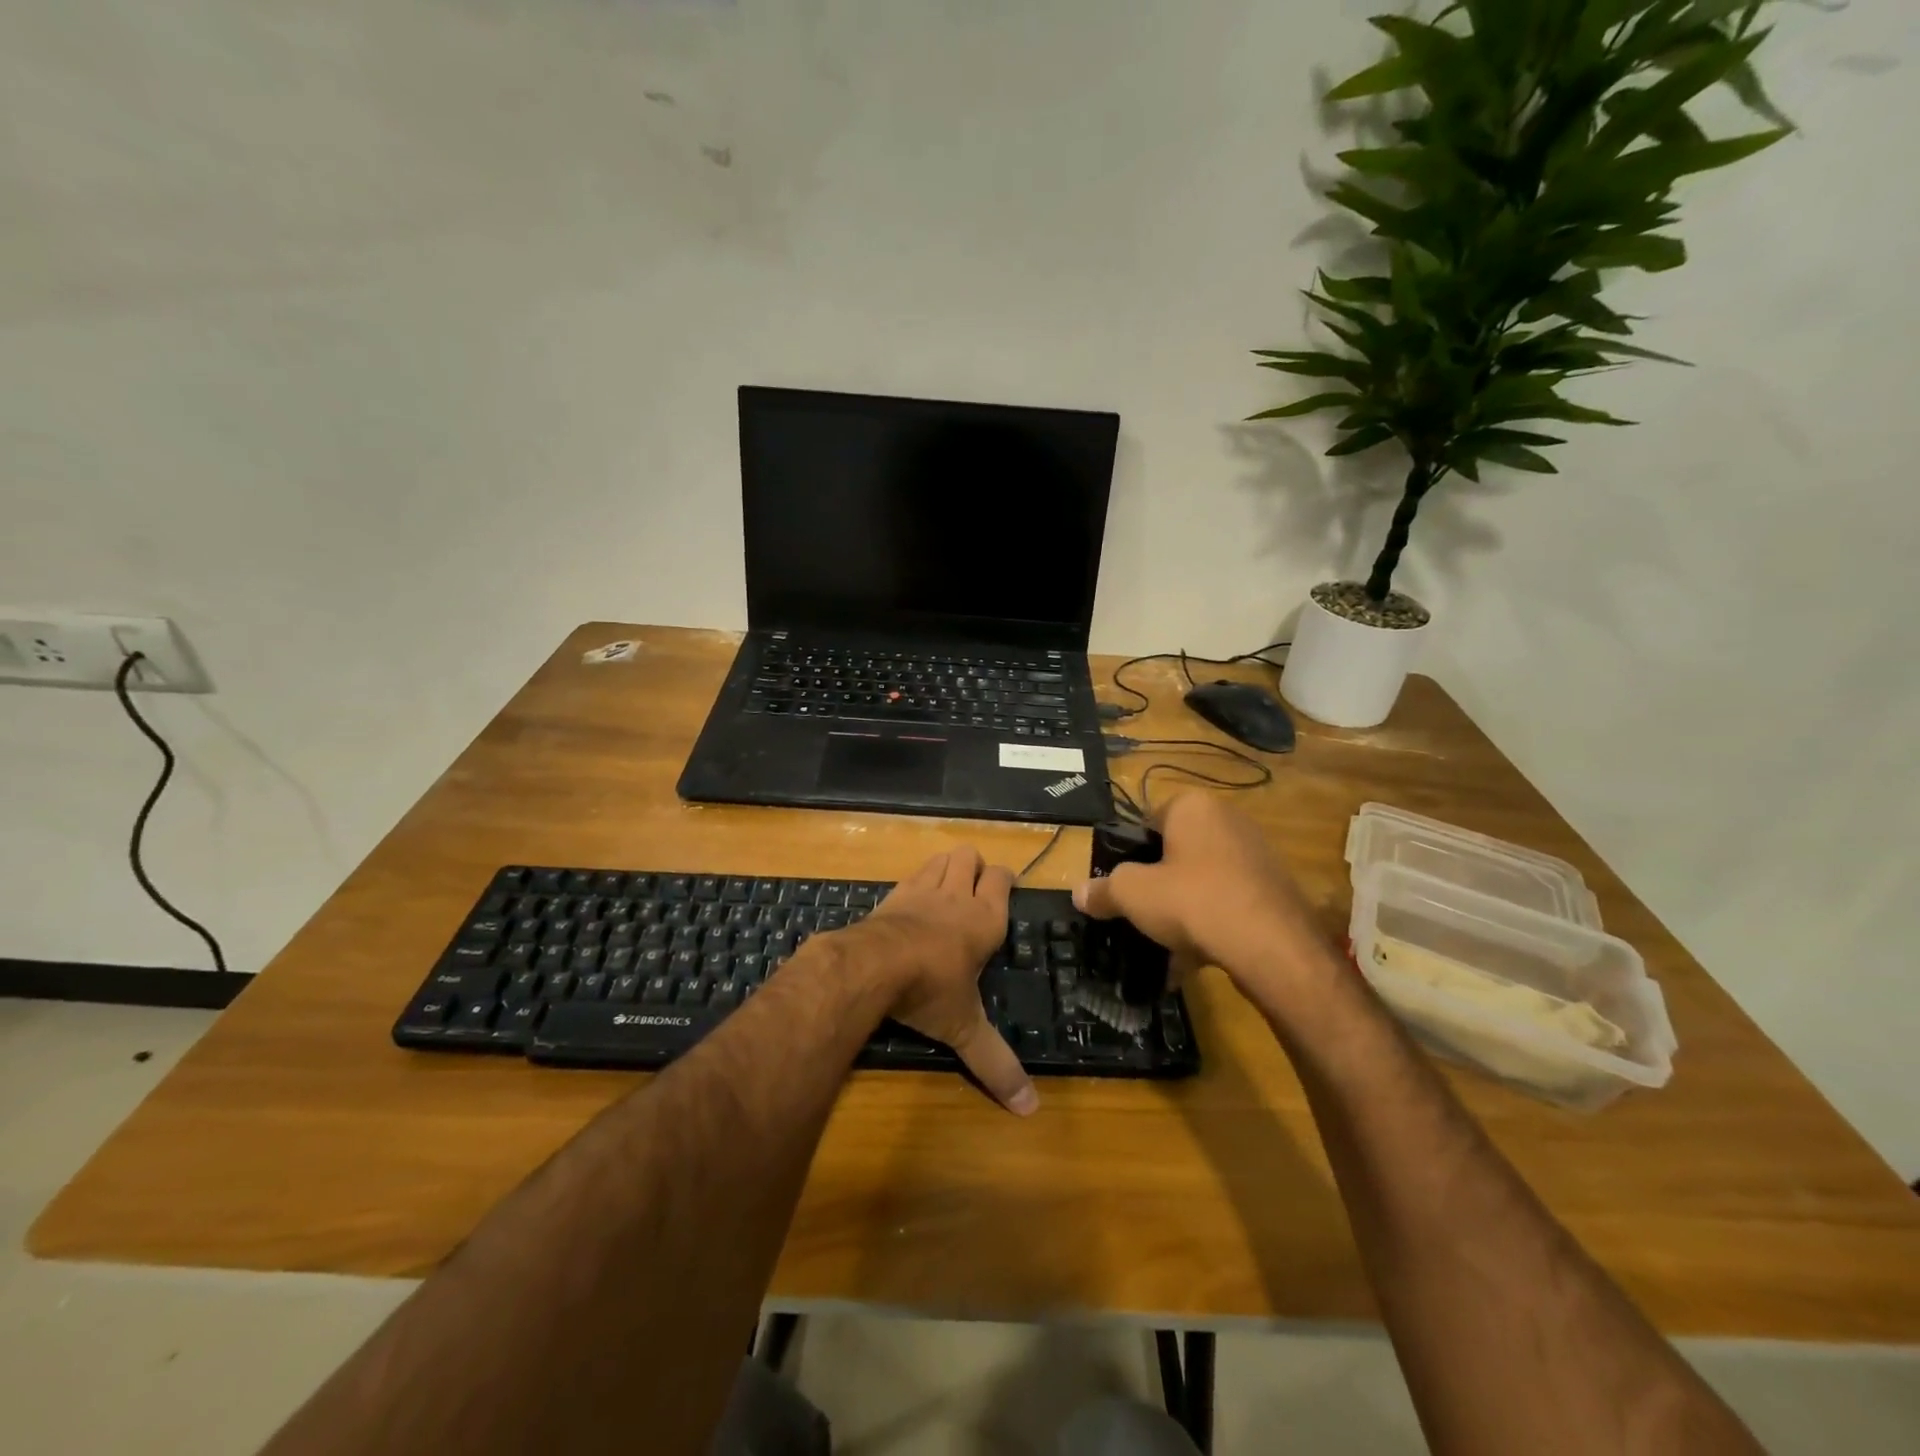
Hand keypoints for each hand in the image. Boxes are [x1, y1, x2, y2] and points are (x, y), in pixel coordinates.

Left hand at [841, 847, 1037, 1115]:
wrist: (874, 965)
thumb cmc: (931, 990)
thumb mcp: (965, 1029)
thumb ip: (996, 1063)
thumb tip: (1030, 1109)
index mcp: (984, 919)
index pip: (1001, 878)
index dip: (1004, 879)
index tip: (1006, 888)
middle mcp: (956, 896)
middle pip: (969, 856)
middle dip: (974, 867)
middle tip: (974, 890)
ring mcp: (921, 890)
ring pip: (940, 858)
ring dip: (946, 866)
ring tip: (947, 889)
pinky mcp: (891, 895)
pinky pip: (910, 875)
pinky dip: (916, 881)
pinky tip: (912, 903)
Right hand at [1071, 793, 1327, 995]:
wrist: (1270, 945)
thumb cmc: (1191, 900)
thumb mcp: (1132, 894)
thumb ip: (1102, 890)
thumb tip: (1080, 893)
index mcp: (1192, 806)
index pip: (1148, 820)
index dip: (1130, 853)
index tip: (1121, 885)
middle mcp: (1228, 819)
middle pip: (1177, 851)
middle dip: (1159, 884)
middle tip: (1142, 914)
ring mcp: (1256, 854)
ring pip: (1204, 881)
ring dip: (1184, 909)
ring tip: (1167, 945)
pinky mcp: (1275, 889)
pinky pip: (1229, 903)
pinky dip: (1212, 925)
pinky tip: (1197, 959)